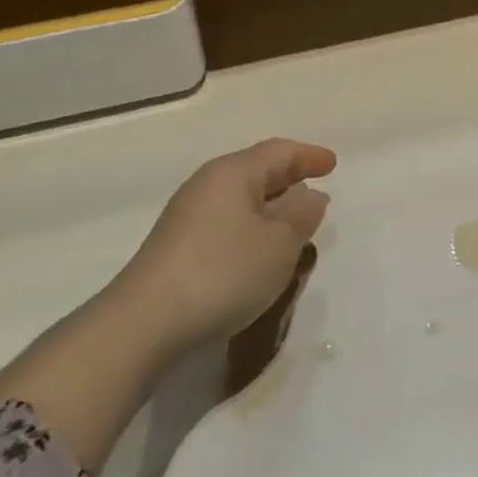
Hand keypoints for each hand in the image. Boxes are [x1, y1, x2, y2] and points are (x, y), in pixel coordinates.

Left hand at [113, 138, 336, 351]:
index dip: (309, 156)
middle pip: (257, 170)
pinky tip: (259, 250)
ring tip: (294, 224)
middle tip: (316, 190)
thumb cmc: (223, 272)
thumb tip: (310, 195)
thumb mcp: (279, 245)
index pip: (279, 152)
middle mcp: (207, 185)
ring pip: (240, 198)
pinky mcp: (177, 246)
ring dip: (270, 206)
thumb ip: (302, 216)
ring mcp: (187, 216)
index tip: (333, 164)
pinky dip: (251, 226)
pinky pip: (226, 221)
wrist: (144, 324)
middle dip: (289, 178)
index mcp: (233, 172)